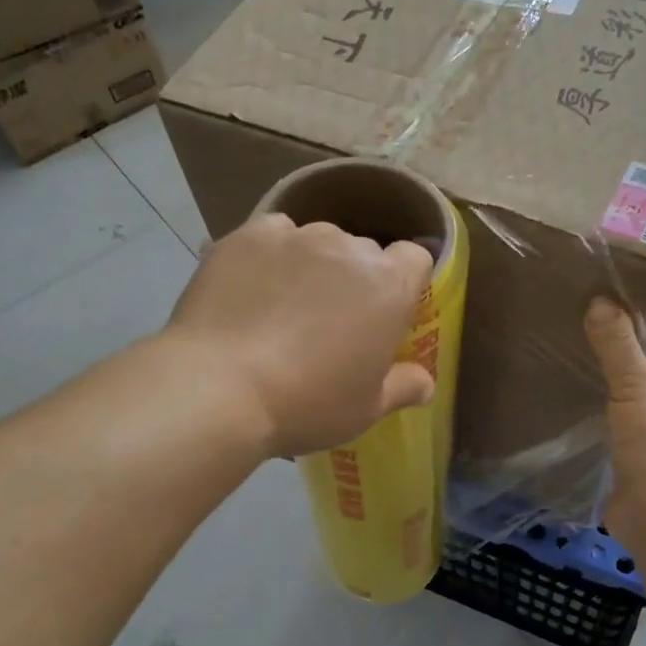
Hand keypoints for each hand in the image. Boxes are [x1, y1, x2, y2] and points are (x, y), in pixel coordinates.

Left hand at [166, 213, 435, 457]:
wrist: (220, 388)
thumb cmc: (308, 404)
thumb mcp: (367, 409)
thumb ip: (403, 387)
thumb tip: (426, 384)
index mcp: (388, 287)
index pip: (415, 258)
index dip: (405, 281)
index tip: (388, 311)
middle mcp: (348, 249)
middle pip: (364, 252)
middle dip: (356, 280)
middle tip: (331, 322)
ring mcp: (294, 237)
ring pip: (316, 242)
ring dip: (313, 266)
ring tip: (284, 306)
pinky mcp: (246, 236)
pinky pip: (271, 237)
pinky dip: (270, 257)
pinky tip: (252, 291)